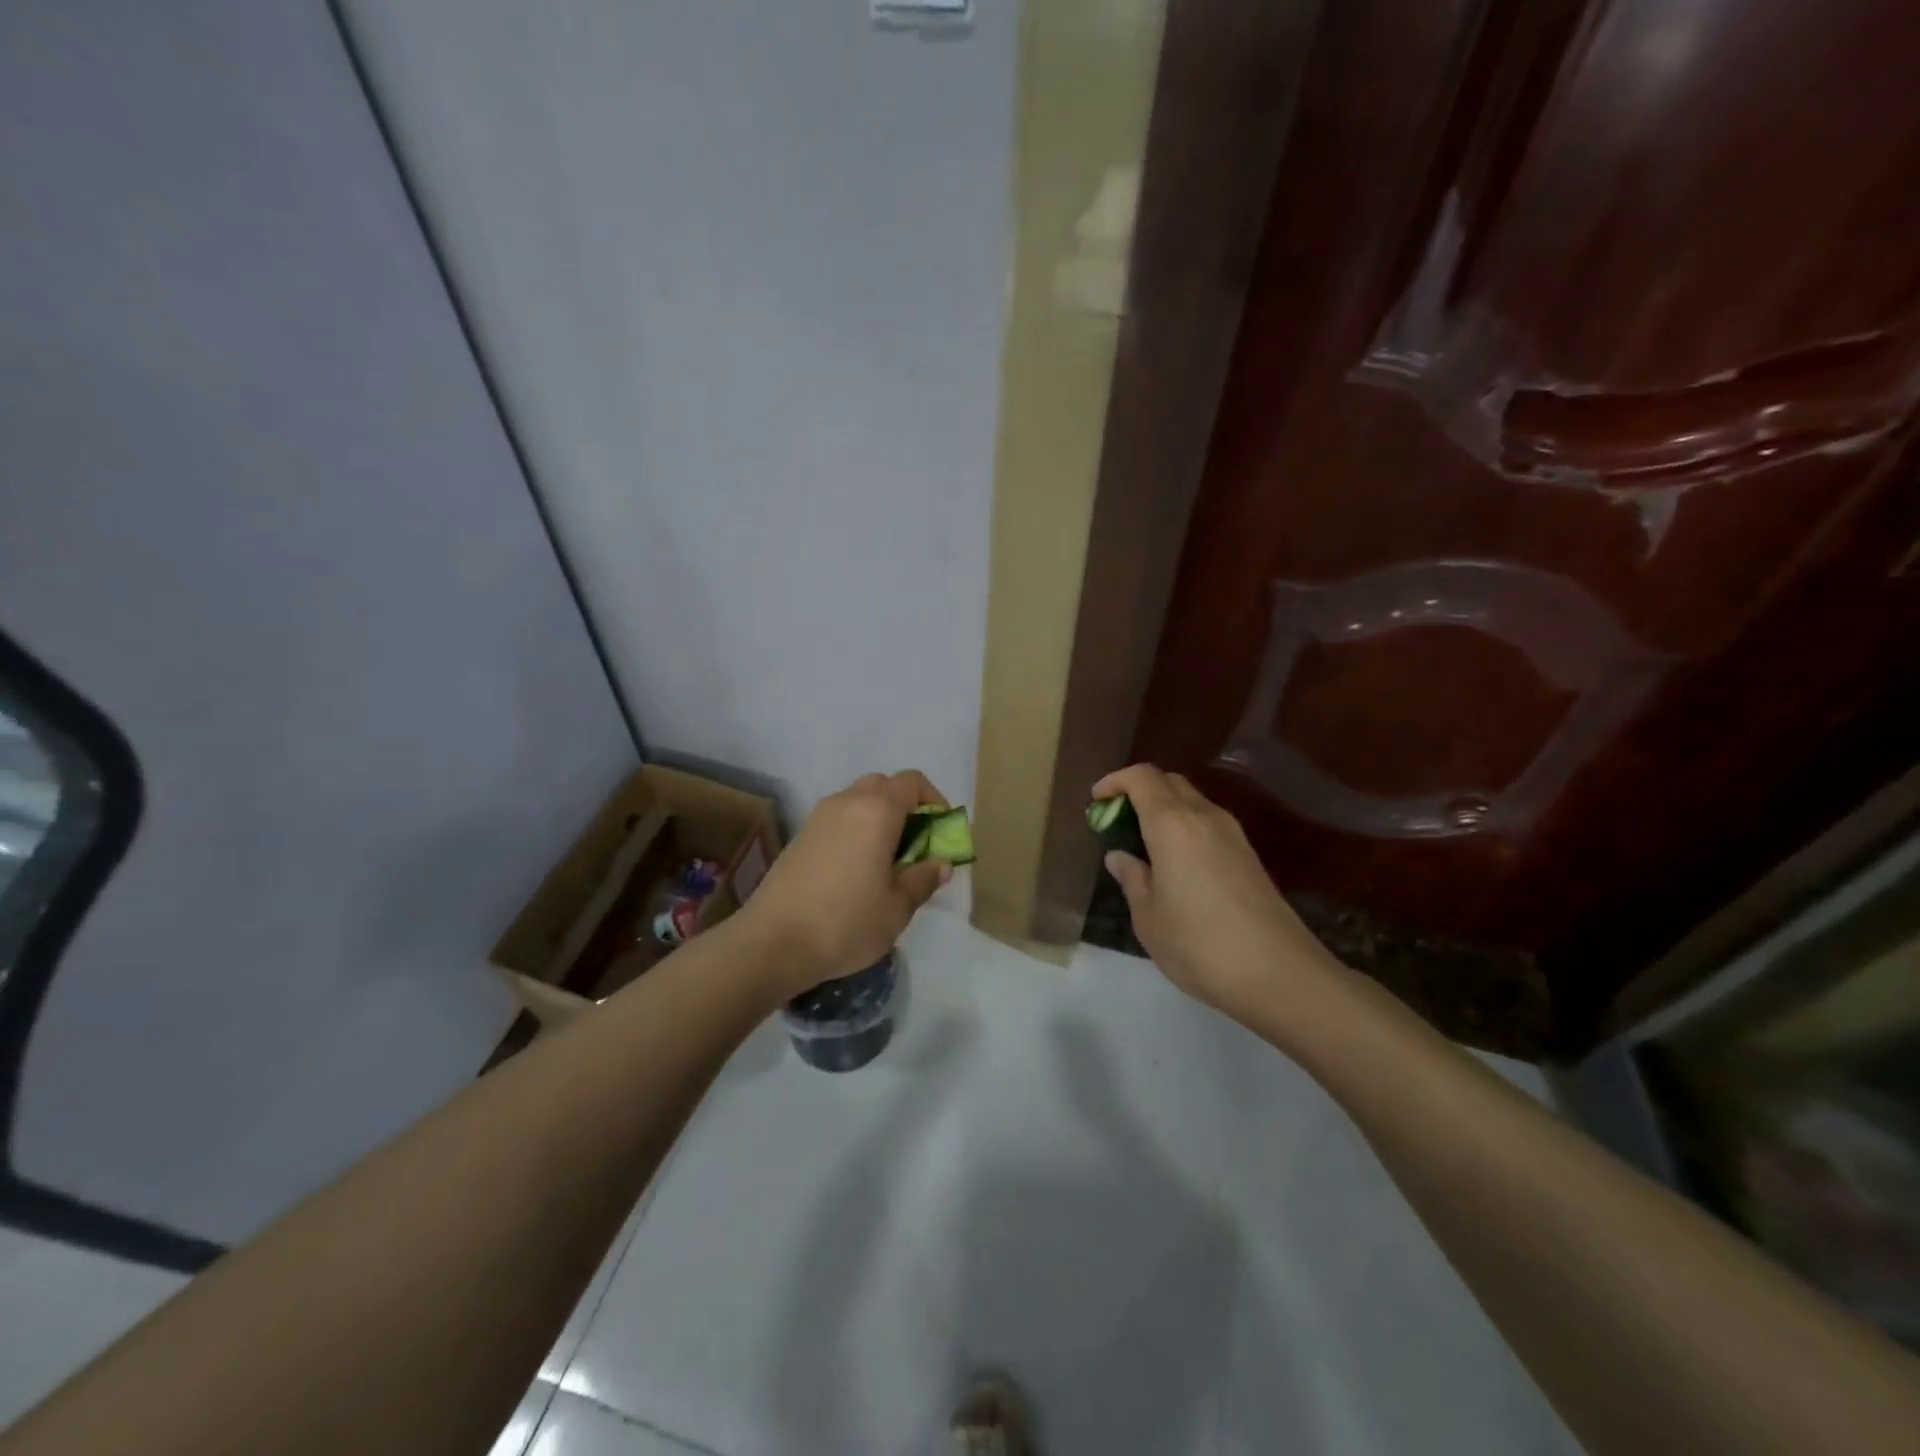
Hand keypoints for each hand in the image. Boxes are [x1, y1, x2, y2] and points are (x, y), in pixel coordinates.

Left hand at [743, 770, 952, 996]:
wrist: (772, 942)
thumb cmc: (845, 922)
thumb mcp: (897, 908)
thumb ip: (923, 879)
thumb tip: (941, 864)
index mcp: (876, 811)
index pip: (912, 782)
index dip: (934, 800)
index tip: (941, 831)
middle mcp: (846, 802)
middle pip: (883, 785)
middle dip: (905, 807)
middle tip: (916, 844)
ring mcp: (818, 817)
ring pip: (857, 800)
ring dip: (878, 818)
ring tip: (886, 860)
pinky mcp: (800, 836)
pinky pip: (838, 819)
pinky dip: (855, 830)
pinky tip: (856, 870)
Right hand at [1094, 764, 1338, 1021]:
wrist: (1279, 973)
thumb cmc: (1198, 943)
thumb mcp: (1148, 915)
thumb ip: (1131, 878)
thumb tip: (1120, 856)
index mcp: (1172, 823)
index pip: (1142, 777)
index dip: (1115, 781)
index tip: (1096, 801)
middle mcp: (1204, 816)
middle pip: (1169, 782)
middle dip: (1139, 792)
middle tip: (1117, 822)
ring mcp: (1232, 834)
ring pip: (1192, 802)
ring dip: (1164, 810)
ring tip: (1143, 845)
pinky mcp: (1249, 856)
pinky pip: (1208, 824)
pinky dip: (1184, 828)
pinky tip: (1175, 864)